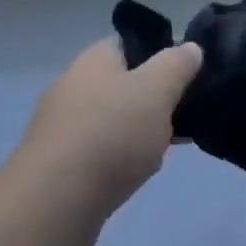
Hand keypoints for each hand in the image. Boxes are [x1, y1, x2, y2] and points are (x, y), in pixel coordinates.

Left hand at [15, 36, 202, 245]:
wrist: (55, 203)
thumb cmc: (111, 135)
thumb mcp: (157, 90)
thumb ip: (177, 65)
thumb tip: (190, 47)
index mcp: (94, 59)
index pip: (130, 42)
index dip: (160, 52)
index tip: (187, 73)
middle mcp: (74, 85)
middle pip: (124, 82)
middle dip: (154, 98)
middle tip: (183, 114)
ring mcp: (63, 126)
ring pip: (114, 119)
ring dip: (140, 131)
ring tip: (167, 148)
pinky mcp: (60, 164)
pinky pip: (100, 151)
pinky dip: (121, 159)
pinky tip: (139, 174)